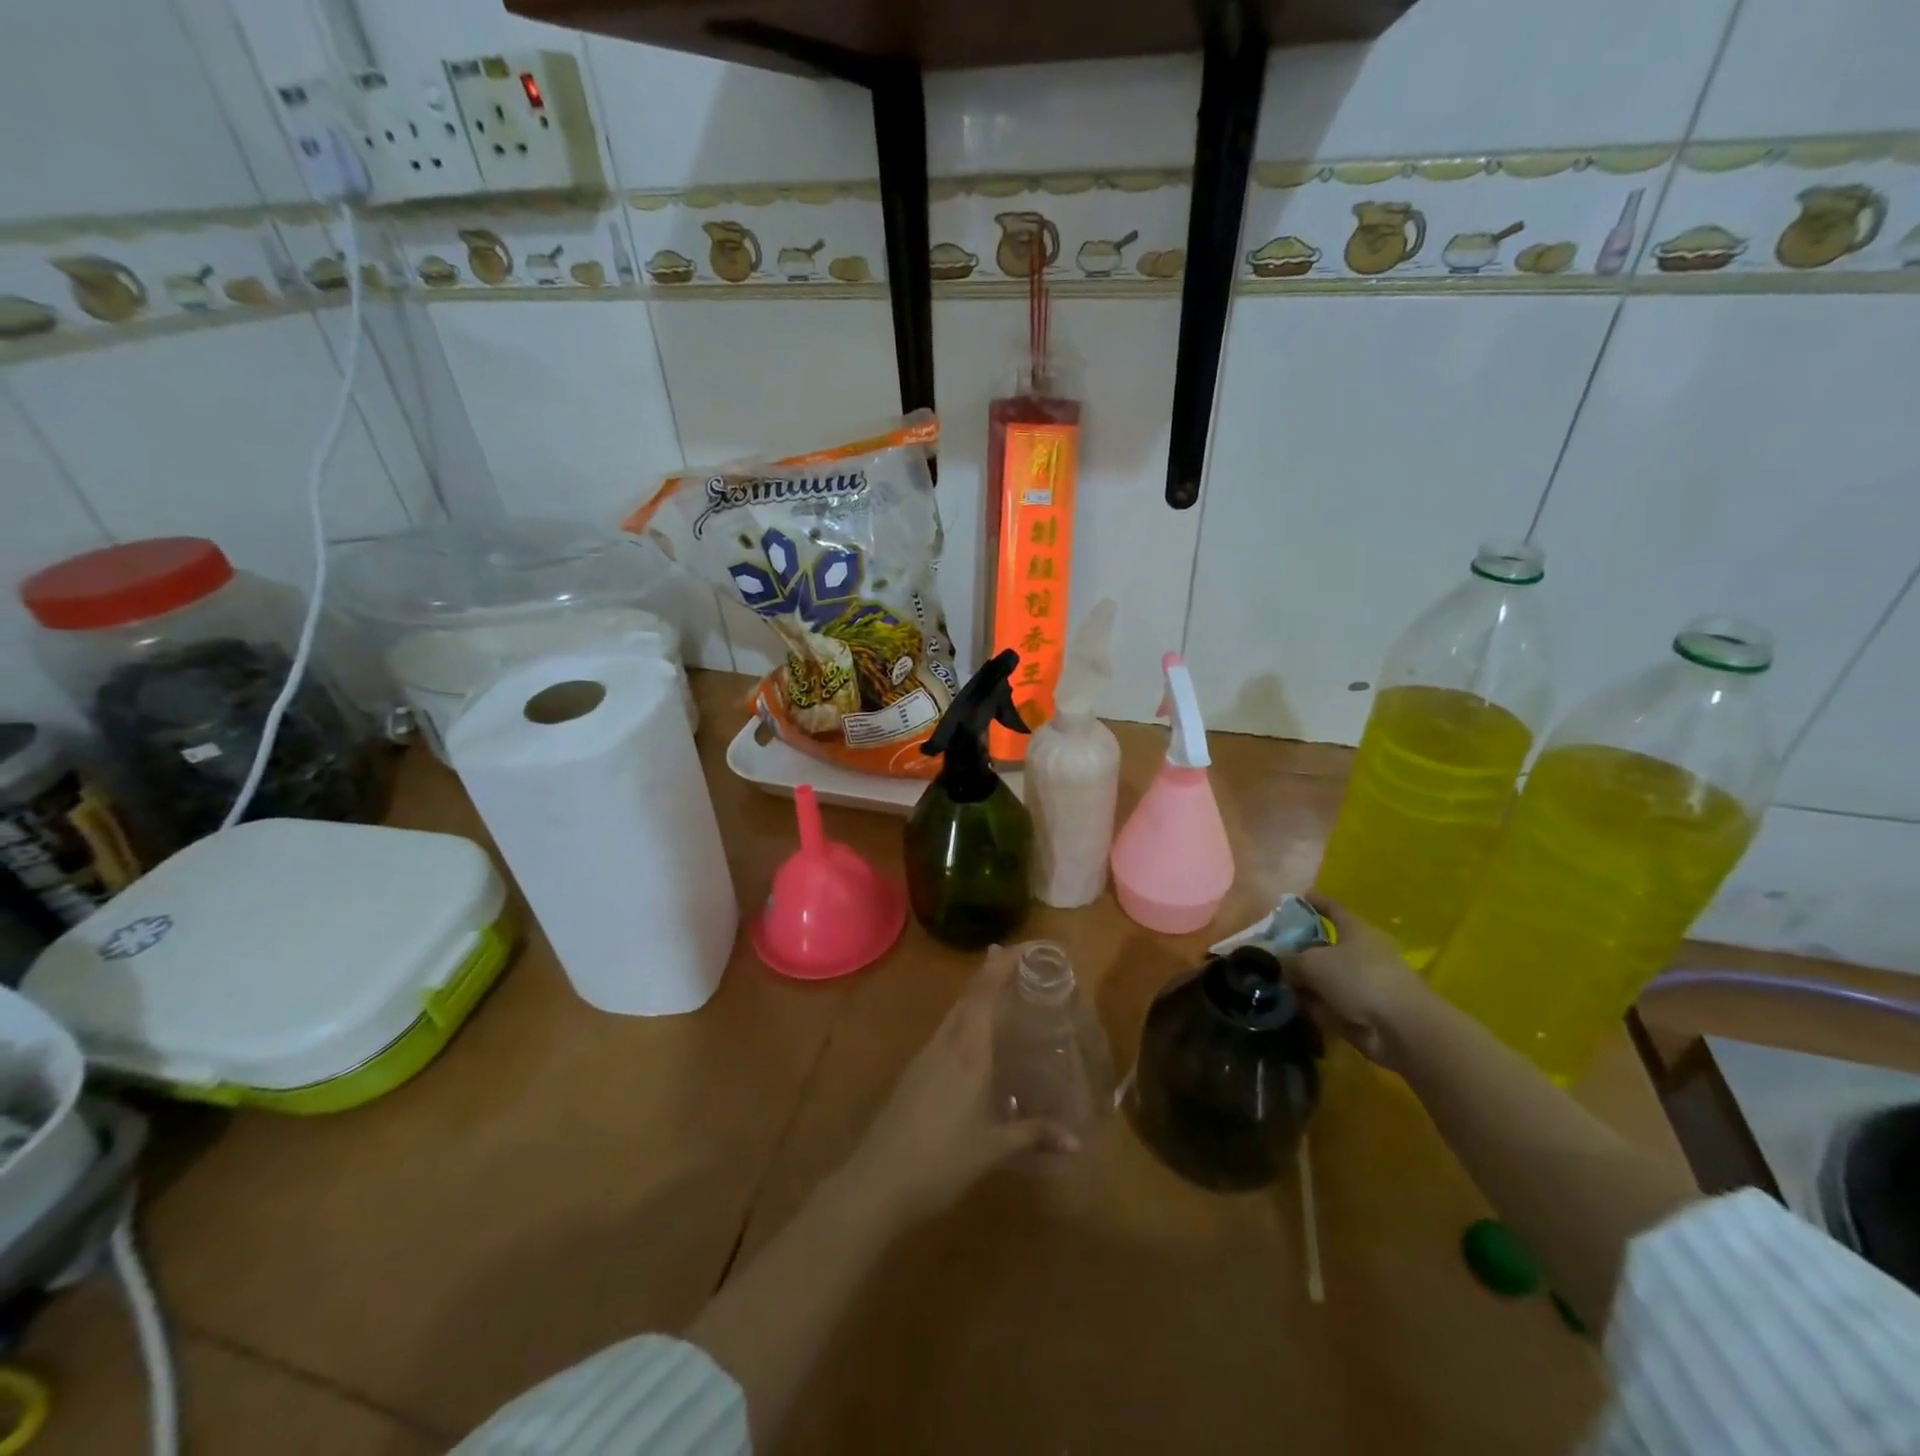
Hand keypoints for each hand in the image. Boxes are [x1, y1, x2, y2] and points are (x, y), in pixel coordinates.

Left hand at [840, 947, 1076, 1221]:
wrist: (879, 1181)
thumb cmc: (941, 1160)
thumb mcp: (993, 1149)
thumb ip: (1034, 1135)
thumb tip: (1076, 1139)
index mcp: (968, 1051)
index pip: (985, 994)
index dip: (1001, 966)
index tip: (1022, 946)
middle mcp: (946, 1043)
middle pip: (969, 996)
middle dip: (992, 974)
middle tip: (1021, 964)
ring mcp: (926, 1056)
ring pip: (956, 1013)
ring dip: (978, 997)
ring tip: (1005, 995)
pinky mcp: (915, 1072)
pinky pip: (947, 1033)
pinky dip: (966, 1021)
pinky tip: (976, 1041)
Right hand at [1286, 898, 1437, 1068]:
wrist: (1401, 1028)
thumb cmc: (1359, 978)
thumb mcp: (1312, 962)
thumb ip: (1289, 958)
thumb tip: (1274, 958)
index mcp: (1357, 930)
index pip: (1333, 908)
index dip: (1316, 901)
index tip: (1298, 897)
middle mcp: (1363, 953)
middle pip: (1328, 944)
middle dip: (1303, 947)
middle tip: (1274, 949)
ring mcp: (1365, 983)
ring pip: (1328, 975)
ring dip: (1306, 979)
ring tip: (1274, 979)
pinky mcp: (1365, 1011)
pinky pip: (1332, 1001)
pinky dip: (1315, 1003)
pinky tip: (1292, 1006)